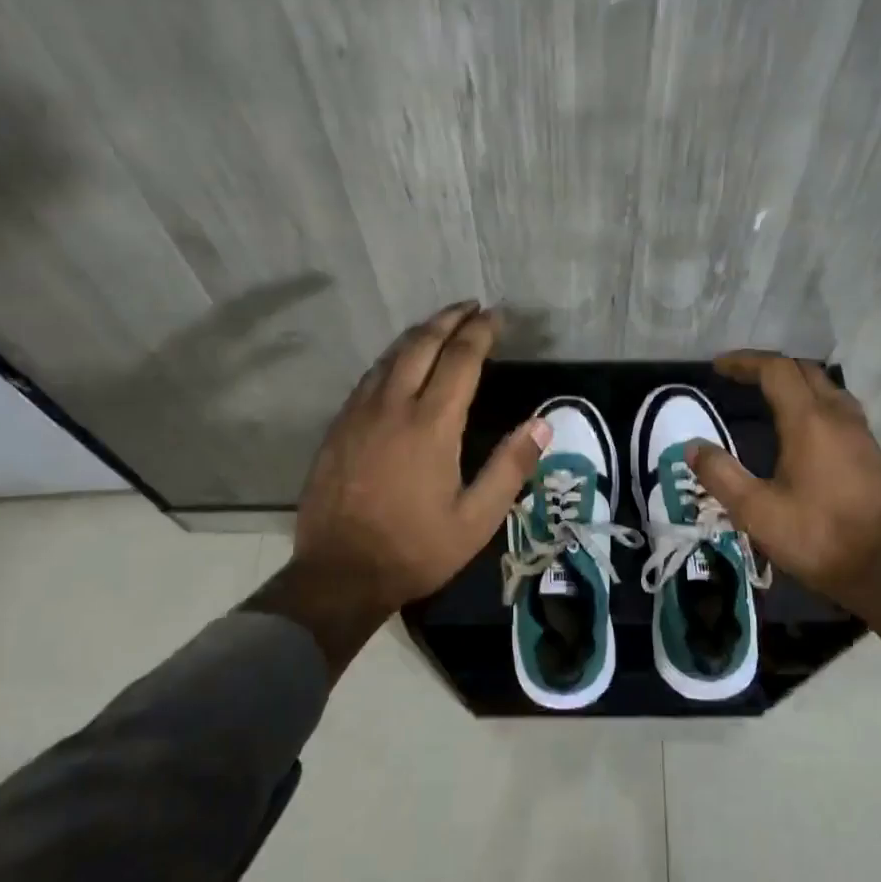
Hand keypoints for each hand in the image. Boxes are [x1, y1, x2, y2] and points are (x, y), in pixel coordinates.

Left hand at [292, 302, 549, 610]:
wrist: (338, 574)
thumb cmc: (415, 549)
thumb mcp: (477, 519)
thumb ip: (510, 467)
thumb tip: (542, 424)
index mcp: (432, 424)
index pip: (460, 359)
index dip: (480, 332)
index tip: (496, 316)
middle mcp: (393, 406)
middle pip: (422, 344)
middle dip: (449, 319)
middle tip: (470, 307)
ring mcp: (359, 413)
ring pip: (391, 356)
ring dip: (419, 334)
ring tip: (440, 325)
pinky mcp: (338, 427)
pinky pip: (369, 377)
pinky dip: (392, 358)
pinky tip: (398, 363)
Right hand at [685, 351, 880, 652]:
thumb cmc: (820, 538)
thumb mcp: (757, 512)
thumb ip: (721, 475)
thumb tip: (692, 447)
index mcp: (809, 422)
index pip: (776, 370)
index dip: (745, 362)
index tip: (719, 366)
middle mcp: (840, 418)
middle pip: (805, 371)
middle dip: (770, 367)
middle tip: (742, 378)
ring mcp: (863, 436)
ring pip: (829, 390)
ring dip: (797, 385)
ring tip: (771, 399)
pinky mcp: (876, 457)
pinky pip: (842, 413)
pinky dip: (816, 406)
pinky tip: (806, 434)